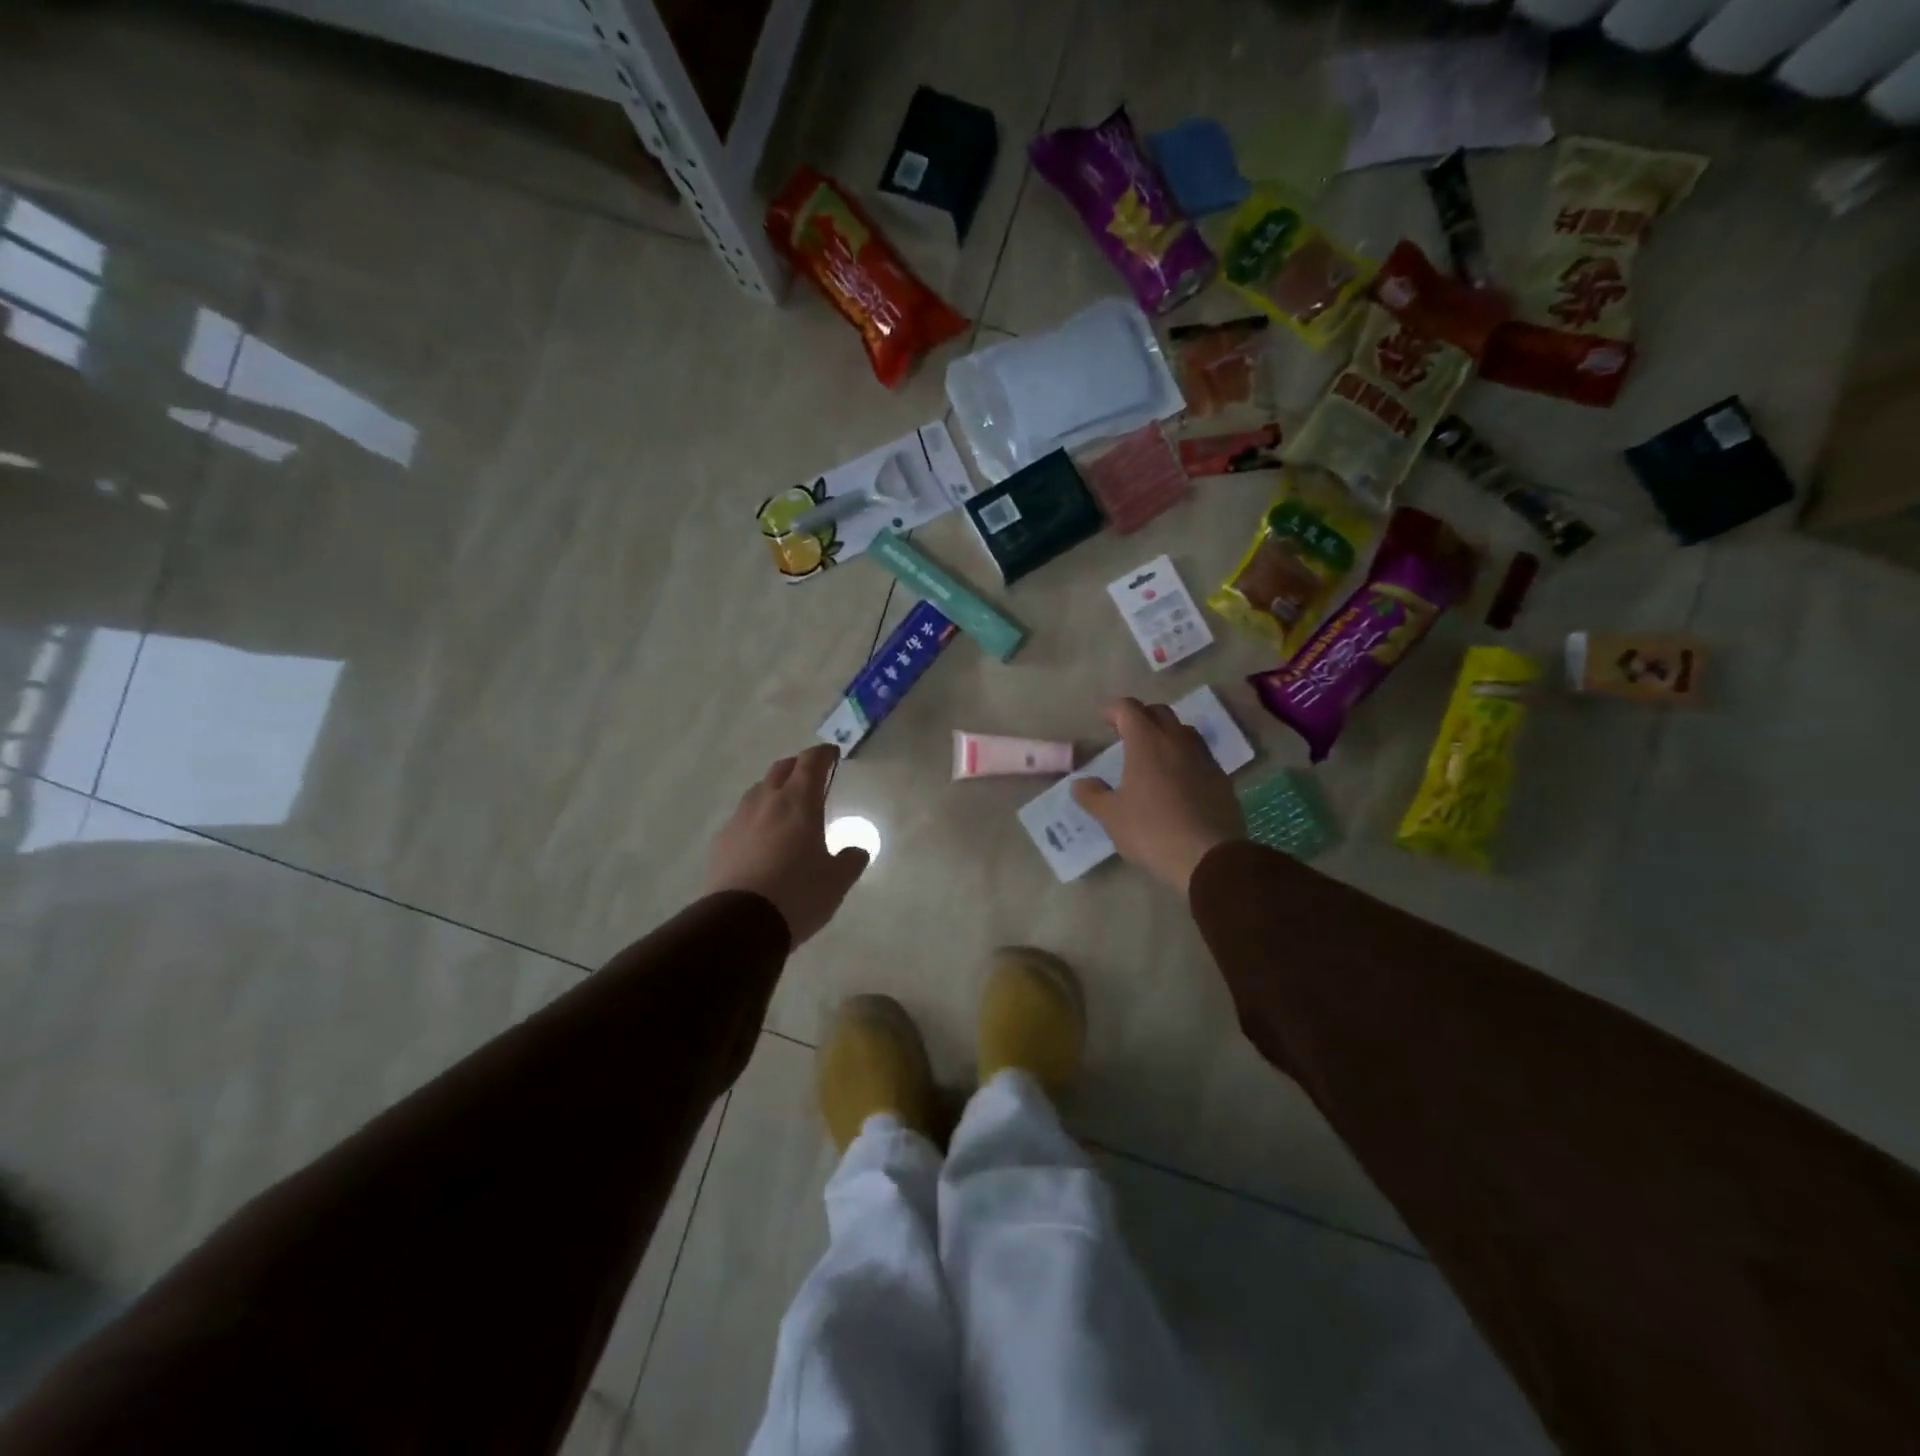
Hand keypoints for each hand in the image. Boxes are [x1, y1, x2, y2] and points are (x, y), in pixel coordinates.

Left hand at [704, 744, 868, 945]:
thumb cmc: (798, 894)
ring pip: (758, 791)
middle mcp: (767, 801)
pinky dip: (756, 817)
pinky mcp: (721, 841)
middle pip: (781, 769)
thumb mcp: (837, 881)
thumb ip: (851, 860)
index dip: (823, 754)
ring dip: (774, 790)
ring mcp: (739, 819)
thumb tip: (857, 850)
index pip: (811, 762)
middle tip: (811, 777)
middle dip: (798, 767)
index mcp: (799, 802)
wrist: (739, 923)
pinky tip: (761, 838)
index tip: (832, 754)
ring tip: (785, 807)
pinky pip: (742, 817)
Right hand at [1071, 698, 1245, 894]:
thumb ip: (1092, 795)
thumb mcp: (1111, 816)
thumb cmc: (1151, 831)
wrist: (1208, 857)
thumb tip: (1080, 783)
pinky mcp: (1221, 778)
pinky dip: (1185, 757)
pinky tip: (1178, 779)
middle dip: (1141, 717)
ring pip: (1184, 731)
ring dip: (1166, 734)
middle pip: (1159, 712)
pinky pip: (1200, 755)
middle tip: (1126, 734)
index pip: (1129, 709)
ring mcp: (1203, 758)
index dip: (1113, 709)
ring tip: (1154, 754)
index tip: (1103, 720)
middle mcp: (1177, 741)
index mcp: (1146, 743)